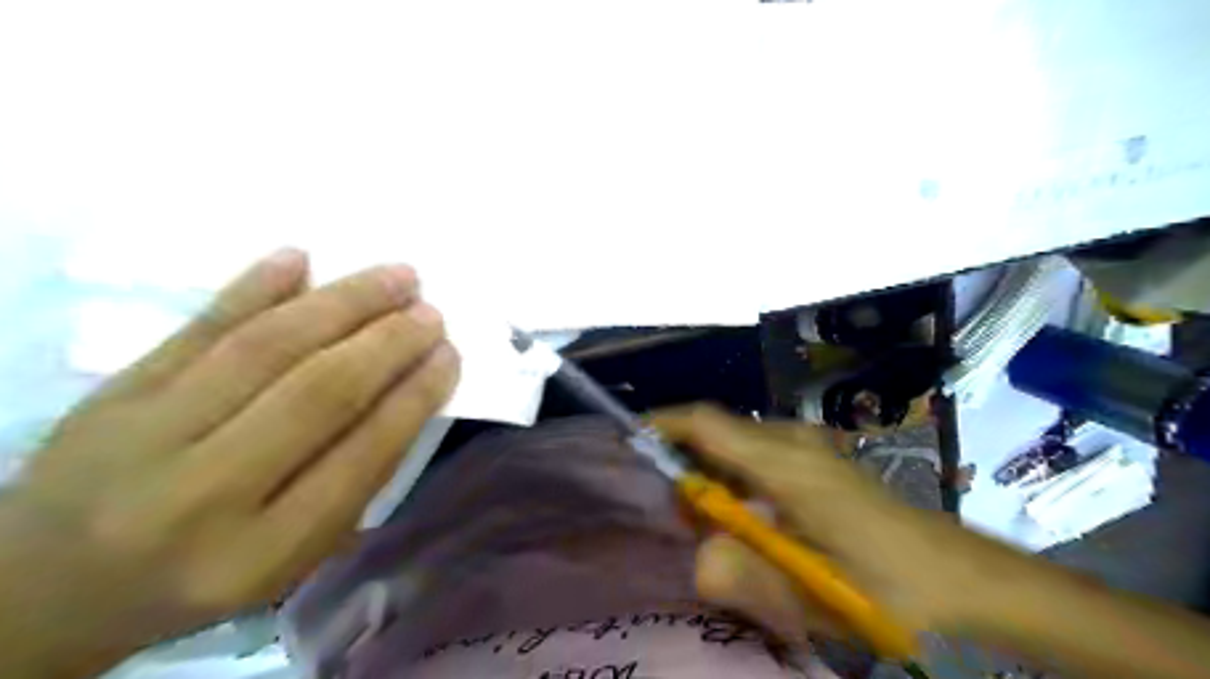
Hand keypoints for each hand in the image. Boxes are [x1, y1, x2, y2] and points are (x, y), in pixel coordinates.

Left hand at [0, 248, 462, 677]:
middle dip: (387, 344)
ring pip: (265, 348)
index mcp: (259, 554)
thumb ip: (352, 484)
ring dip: (341, 303)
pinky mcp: (111, 394)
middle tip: (431, 312)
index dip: (414, 398)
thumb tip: (409, 397)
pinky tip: (298, 257)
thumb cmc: (198, 575)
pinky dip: (252, 287)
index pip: (360, 457)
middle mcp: (200, 497)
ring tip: (396, 277)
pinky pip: (195, 328)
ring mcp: (145, 436)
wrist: (45, 586)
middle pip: (317, 394)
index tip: (449, 356)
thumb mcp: (289, 559)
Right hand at [652, 403, 992, 646]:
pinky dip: (734, 479)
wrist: (962, 579)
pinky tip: (747, 519)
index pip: (707, 423)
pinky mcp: (814, 459)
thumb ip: (746, 576)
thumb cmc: (891, 586)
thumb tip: (697, 558)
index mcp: (785, 463)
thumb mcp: (815, 596)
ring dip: (711, 477)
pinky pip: (755, 455)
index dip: (664, 424)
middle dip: (685, 466)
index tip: (629, 442)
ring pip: (735, 445)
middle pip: (716, 432)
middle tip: (680, 518)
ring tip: (712, 527)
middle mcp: (791, 441)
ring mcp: (806, 446)